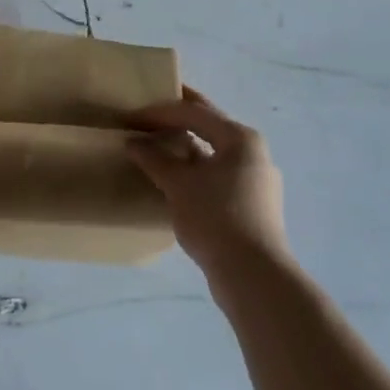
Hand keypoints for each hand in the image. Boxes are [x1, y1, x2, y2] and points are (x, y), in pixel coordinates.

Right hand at [129, 86, 288, 278]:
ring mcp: (256, 180)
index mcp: (240, 137)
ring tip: (160, 145)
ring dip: (187, 146)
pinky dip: (197, 170)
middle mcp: (253, 152)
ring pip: (215, 152)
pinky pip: (219, 175)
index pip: (195, 112)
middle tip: (150, 111)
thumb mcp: (178, 185)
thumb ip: (154, 159)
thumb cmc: (216, 218)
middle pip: (209, 126)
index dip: (161, 111)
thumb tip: (132, 142)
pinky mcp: (253, 206)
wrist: (254, 279)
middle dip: (179, 119)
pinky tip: (178, 179)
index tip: (133, 116)